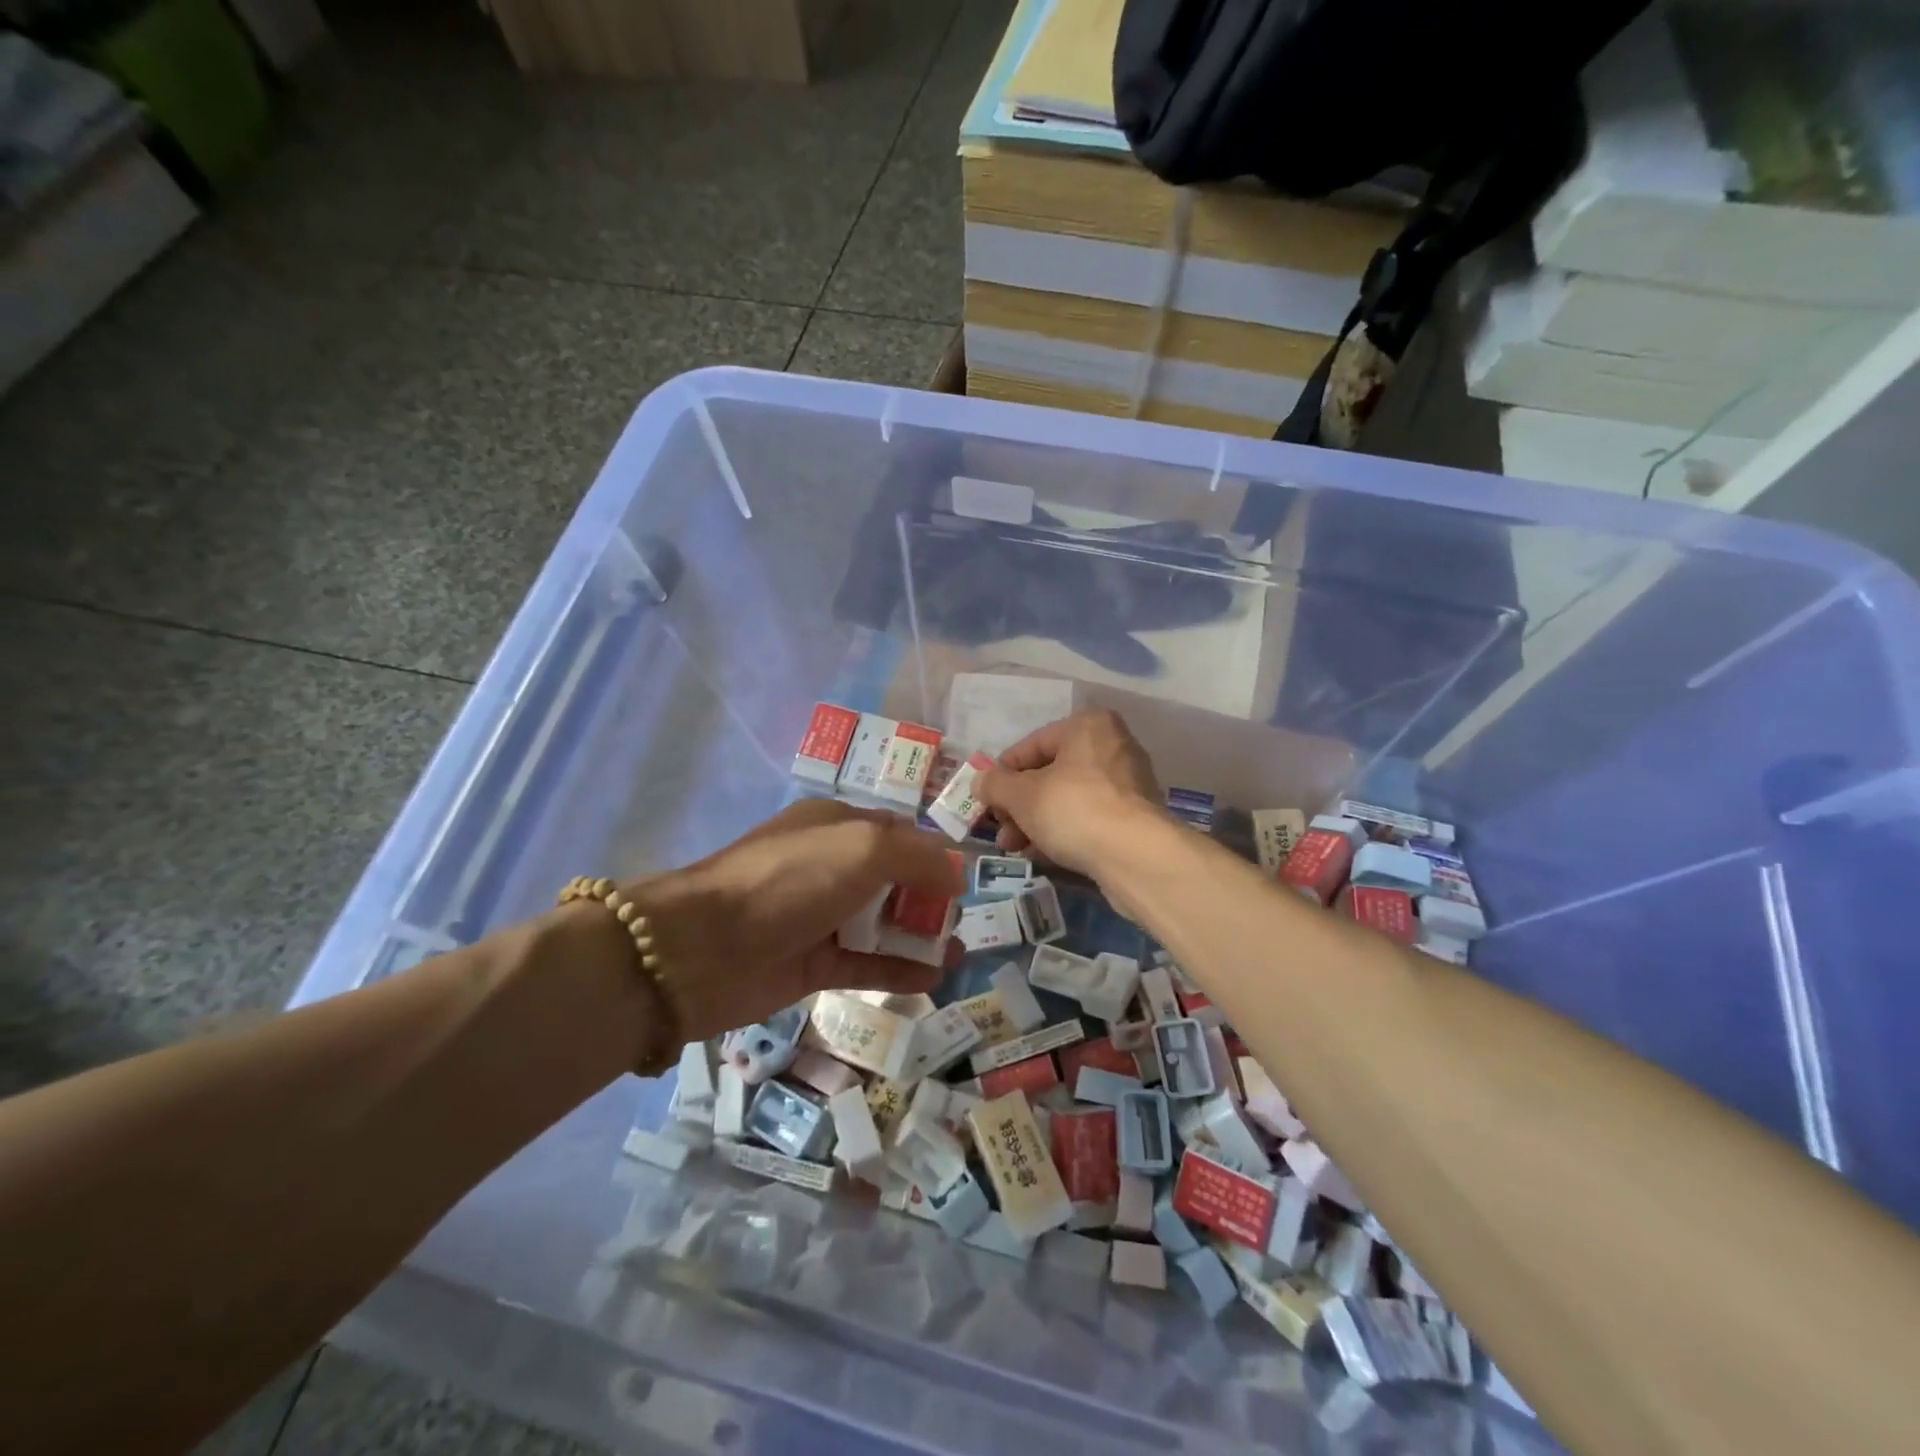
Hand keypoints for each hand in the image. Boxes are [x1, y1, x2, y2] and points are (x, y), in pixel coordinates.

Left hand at [631, 799, 963, 1041]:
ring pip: (881, 923)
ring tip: (960, 953)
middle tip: (962, 921)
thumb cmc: (791, 880)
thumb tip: (955, 876)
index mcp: (835, 825)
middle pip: (892, 879)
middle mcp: (828, 867)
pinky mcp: (812, 964)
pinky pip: (867, 964)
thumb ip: (918, 855)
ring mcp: (819, 917)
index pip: (896, 833)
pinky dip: (900, 970)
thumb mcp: (863, 847)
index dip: (932, 853)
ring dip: (921, 935)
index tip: (965, 879)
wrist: (704, 948)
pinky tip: (935, 979)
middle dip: (930, 897)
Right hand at [979, 709, 1162, 879]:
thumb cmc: (1074, 810)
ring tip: (1014, 847)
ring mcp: (1128, 784)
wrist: (1137, 856)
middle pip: (1050, 773)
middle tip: (1001, 831)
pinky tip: (1042, 854)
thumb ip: (995, 784)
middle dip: (1019, 804)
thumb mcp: (1022, 795)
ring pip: (1068, 798)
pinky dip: (1063, 832)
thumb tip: (980, 781)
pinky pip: (1089, 819)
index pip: (1031, 745)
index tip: (985, 800)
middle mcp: (1112, 747)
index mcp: (1087, 726)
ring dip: (1036, 821)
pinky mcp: (1135, 818)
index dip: (1002, 774)